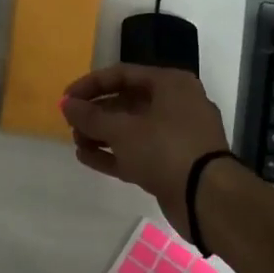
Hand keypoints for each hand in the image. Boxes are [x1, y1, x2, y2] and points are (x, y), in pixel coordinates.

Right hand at [61, 65, 230, 236]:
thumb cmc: (165, 149)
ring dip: (102, 135)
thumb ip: (90, 116)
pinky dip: (114, 154)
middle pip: (127, 102)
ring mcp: (177, 136)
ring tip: (76, 143)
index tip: (66, 99)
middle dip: (96, 114)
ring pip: (132, 130)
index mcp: (170, 84)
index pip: (122, 74)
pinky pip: (138, 152)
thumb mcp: (122, 130)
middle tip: (71, 124)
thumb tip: (66, 105)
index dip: (90, 85)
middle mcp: (176, 104)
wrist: (207, 198)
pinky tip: (87, 157)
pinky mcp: (174, 164)